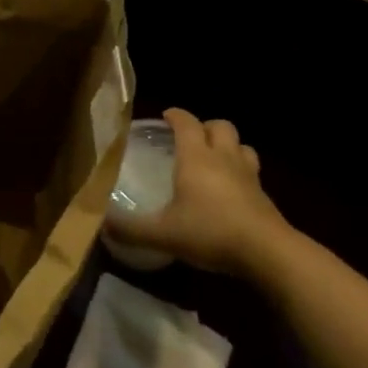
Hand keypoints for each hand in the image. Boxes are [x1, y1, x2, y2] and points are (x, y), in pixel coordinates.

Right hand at [106, 109, 298, 279]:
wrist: (267, 252)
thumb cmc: (210, 232)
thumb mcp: (162, 234)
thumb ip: (130, 229)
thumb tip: (101, 223)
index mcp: (196, 157)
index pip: (186, 123)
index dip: (175, 115)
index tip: (165, 116)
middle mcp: (223, 158)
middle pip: (220, 126)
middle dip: (205, 127)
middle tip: (190, 139)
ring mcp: (248, 174)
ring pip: (241, 145)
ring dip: (228, 146)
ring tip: (214, 160)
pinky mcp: (264, 194)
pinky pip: (252, 170)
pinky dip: (240, 171)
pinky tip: (230, 189)